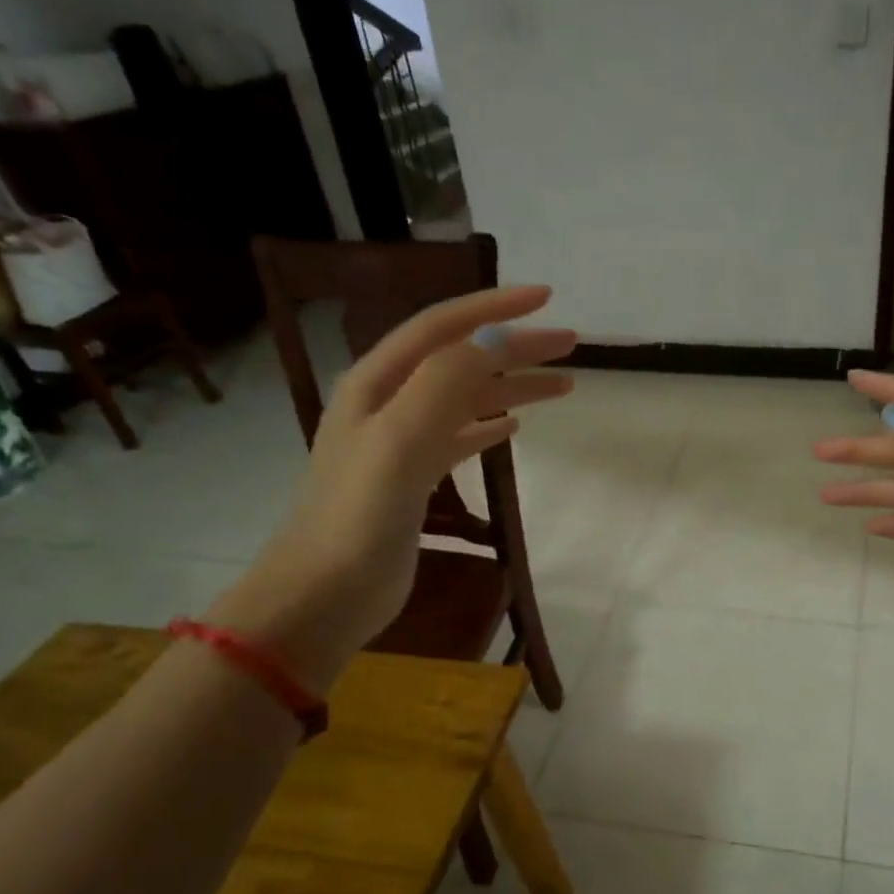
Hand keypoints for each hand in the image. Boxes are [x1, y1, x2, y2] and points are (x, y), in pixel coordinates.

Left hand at [215, 286, 574, 685]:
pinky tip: (513, 427)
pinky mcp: (413, 481)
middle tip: (570, 344)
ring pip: (466, 399)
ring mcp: (400, 443)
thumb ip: (444, 384)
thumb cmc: (358, 517)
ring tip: (563, 385)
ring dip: (512, 387)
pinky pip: (459, 438)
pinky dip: (489, 426)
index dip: (495, 308)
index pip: (443, 327)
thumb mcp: (400, 440)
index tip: (547, 299)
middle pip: (462, 360)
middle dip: (515, 347)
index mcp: (378, 382)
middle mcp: (388, 403)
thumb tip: (495, 341)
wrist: (323, 594)